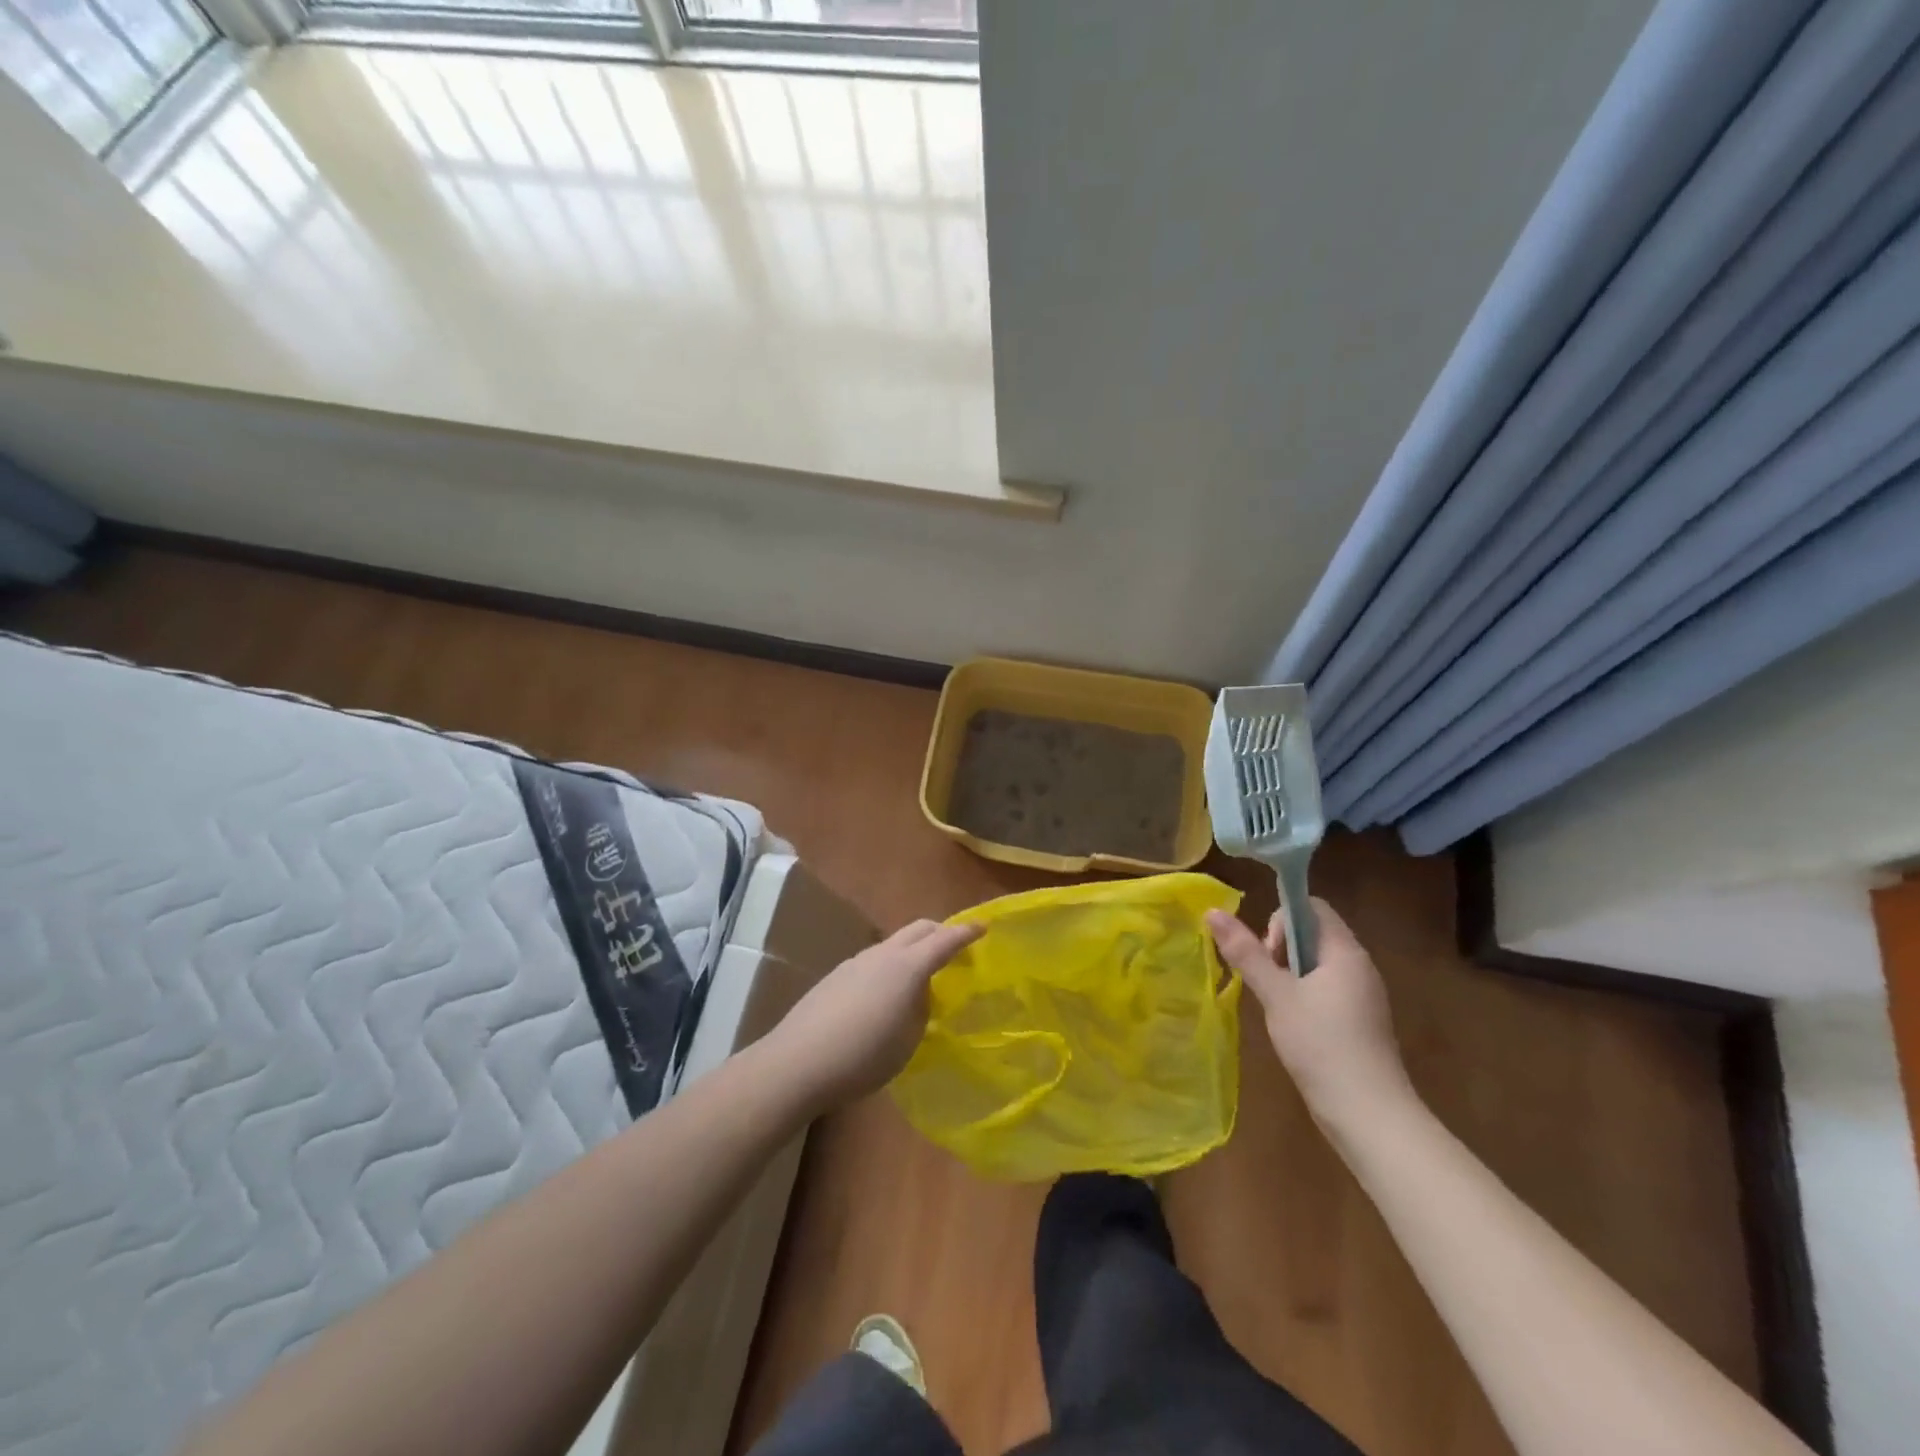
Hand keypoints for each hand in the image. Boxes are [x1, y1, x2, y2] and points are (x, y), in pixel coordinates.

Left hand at [766, 919, 983, 1112]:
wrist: (798, 1062)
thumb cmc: (864, 1056)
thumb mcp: (908, 1040)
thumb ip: (920, 1009)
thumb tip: (919, 994)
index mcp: (908, 967)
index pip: (944, 940)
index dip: (966, 932)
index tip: (983, 926)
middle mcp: (883, 954)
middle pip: (918, 929)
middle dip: (940, 933)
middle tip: (955, 947)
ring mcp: (856, 961)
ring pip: (893, 944)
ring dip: (912, 950)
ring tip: (919, 979)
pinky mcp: (836, 976)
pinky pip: (874, 960)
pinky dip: (890, 966)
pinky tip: (885, 995)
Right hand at [1205, 897, 1413, 1129]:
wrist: (1369, 1116)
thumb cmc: (1322, 1045)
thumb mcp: (1276, 995)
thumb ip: (1246, 952)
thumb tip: (1212, 911)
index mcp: (1345, 952)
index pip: (1312, 906)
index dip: (1282, 919)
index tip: (1267, 953)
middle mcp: (1359, 966)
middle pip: (1313, 933)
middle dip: (1281, 949)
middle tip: (1268, 982)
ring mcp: (1363, 995)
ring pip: (1317, 963)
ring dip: (1289, 974)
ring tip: (1277, 1006)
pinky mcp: (1360, 1021)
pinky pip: (1326, 988)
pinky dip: (1303, 995)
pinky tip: (1292, 1025)